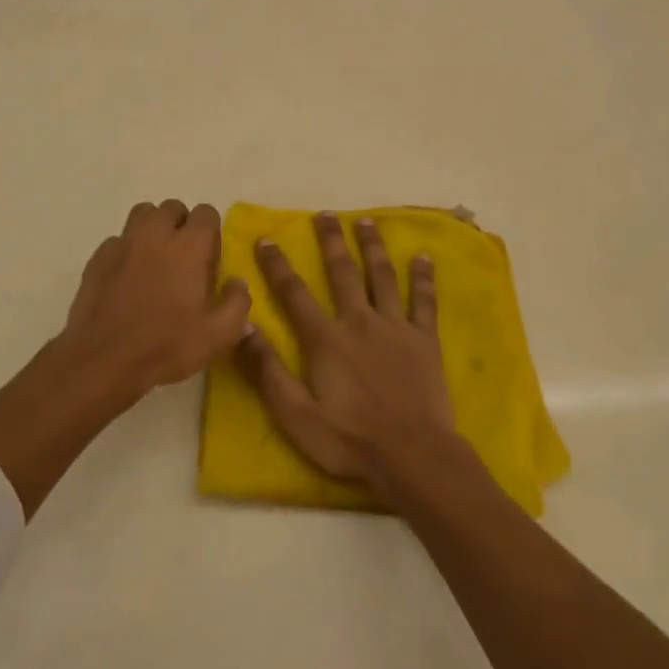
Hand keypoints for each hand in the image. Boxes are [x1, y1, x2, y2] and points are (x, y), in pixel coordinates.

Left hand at [58, 200, 252, 395]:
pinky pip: (118, 239)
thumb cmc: (166, 345)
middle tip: (184, 257)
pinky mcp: (98, 258)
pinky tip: (128, 276)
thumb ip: (237, 303)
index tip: (210, 258)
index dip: (211, 231)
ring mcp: (123, 243)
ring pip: (142, 214)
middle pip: (172, 207)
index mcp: (189, 247)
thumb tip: (238, 283)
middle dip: (182, 224)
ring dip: (154, 228)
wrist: (103, 359)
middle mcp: (155, 234)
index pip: (206, 213)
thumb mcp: (218, 334)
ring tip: (156, 258)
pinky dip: (128, 249)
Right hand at [239, 212, 457, 487]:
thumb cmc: (349, 439)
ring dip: (373, 247)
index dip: (278, 265)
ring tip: (367, 221)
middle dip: (332, 241)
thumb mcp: (296, 414)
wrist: (413, 455)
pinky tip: (424, 257)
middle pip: (343, 273)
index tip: (267, 238)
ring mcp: (396, 328)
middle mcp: (359, 322)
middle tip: (326, 214)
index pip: (295, 294)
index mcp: (326, 339)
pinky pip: (424, 301)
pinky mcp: (425, 340)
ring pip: (382, 277)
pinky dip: (424, 278)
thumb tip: (243, 328)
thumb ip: (268, 371)